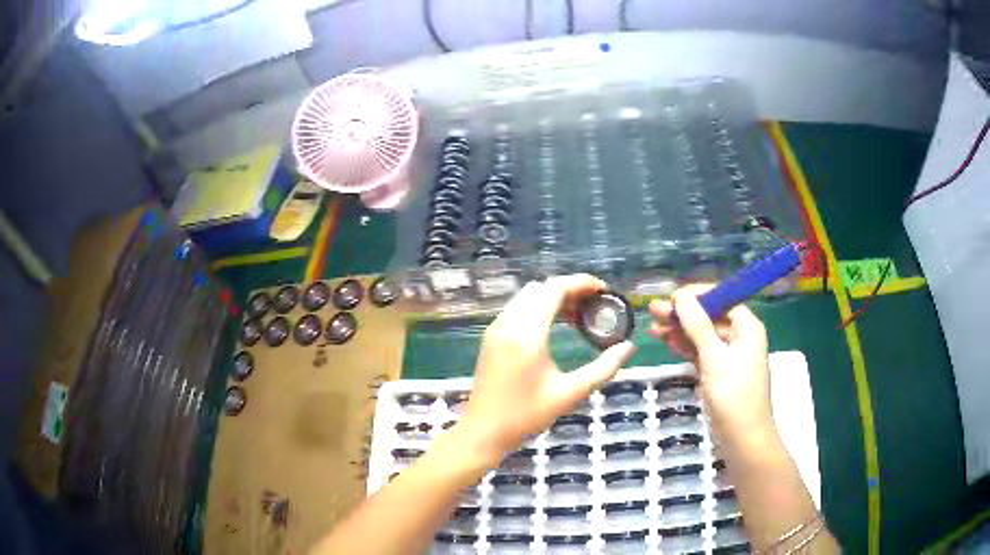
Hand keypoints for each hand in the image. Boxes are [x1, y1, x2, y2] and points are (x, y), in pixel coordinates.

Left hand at [459, 275, 635, 463]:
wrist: (483, 431)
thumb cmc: (526, 416)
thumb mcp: (570, 394)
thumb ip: (603, 369)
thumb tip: (628, 348)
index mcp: (526, 335)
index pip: (554, 290)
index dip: (581, 283)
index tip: (603, 290)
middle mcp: (508, 324)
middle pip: (541, 289)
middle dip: (570, 289)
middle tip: (595, 305)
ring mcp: (495, 329)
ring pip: (527, 296)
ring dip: (553, 298)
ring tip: (579, 315)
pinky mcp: (491, 337)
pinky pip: (517, 308)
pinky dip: (538, 307)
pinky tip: (555, 325)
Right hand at [648, 285, 771, 439]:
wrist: (743, 438)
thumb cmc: (733, 395)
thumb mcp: (714, 358)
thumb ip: (698, 326)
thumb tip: (681, 296)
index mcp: (747, 327)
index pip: (723, 299)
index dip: (697, 295)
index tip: (672, 297)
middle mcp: (741, 337)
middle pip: (710, 317)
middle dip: (683, 314)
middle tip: (654, 310)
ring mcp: (730, 356)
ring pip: (703, 335)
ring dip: (680, 331)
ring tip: (653, 327)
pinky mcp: (720, 372)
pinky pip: (702, 352)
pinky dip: (686, 347)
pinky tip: (667, 342)